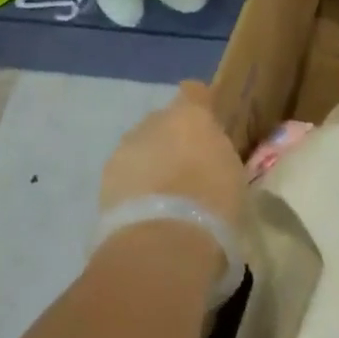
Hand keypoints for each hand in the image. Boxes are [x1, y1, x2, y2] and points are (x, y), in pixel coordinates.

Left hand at [99, 80, 246, 233]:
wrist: (162, 245)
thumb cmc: (213, 206)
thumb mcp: (232, 176)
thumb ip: (217, 155)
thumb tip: (209, 157)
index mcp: (192, 115)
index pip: (195, 92)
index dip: (200, 108)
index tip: (208, 130)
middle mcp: (155, 121)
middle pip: (164, 122)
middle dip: (172, 141)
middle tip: (187, 173)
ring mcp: (126, 147)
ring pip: (141, 147)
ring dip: (150, 163)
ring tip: (163, 199)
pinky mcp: (105, 179)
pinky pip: (124, 174)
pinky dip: (132, 187)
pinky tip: (144, 214)